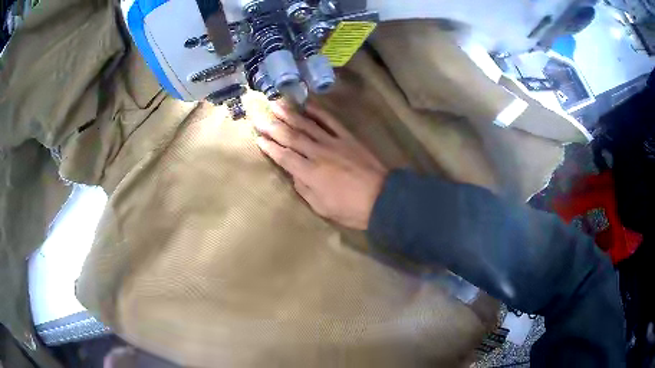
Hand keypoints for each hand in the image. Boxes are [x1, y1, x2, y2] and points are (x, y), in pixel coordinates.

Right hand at [254, 102, 388, 229]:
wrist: (383, 198)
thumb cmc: (351, 209)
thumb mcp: (322, 207)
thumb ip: (304, 189)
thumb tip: (293, 173)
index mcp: (310, 173)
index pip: (284, 156)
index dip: (270, 147)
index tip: (257, 138)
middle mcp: (318, 153)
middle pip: (291, 137)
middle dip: (273, 126)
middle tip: (258, 116)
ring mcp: (334, 142)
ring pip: (307, 125)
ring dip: (290, 114)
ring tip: (276, 104)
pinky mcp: (348, 138)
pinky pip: (331, 121)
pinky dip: (318, 112)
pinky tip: (307, 105)